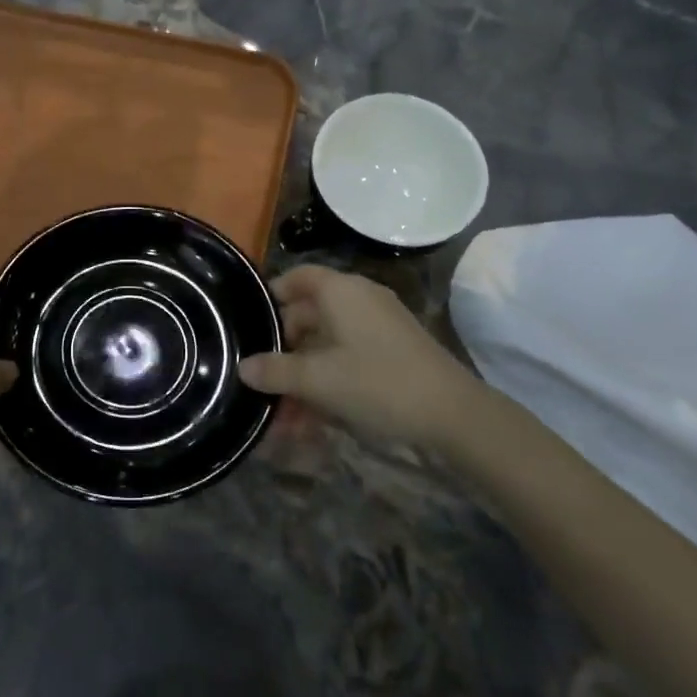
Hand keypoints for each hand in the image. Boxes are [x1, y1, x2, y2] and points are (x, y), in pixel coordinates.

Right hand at [239, 266, 484, 449]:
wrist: (453, 414)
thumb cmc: (377, 382)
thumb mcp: (318, 379)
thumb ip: (276, 371)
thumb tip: (243, 367)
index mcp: (340, 291)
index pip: (296, 277)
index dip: (270, 296)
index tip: (249, 324)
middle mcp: (359, 300)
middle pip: (308, 315)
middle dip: (282, 351)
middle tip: (260, 381)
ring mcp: (378, 326)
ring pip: (326, 345)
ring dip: (302, 376)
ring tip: (284, 415)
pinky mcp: (392, 352)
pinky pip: (346, 359)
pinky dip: (327, 382)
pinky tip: (312, 419)